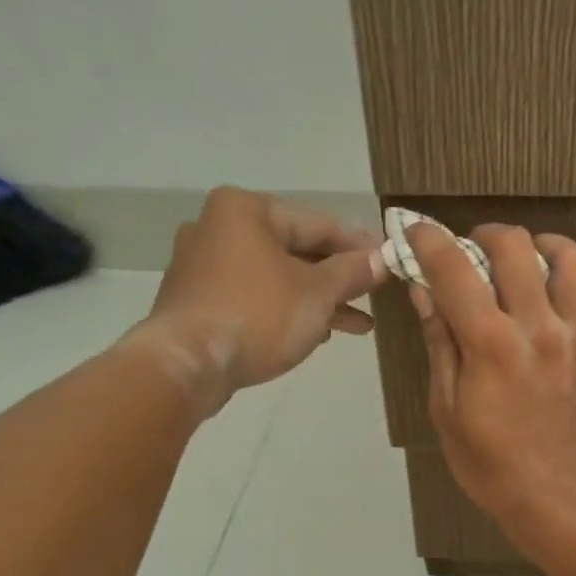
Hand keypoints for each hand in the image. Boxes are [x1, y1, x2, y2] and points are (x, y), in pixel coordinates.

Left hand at [125, 187, 386, 408]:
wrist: (187, 364)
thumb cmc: (258, 316)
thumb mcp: (318, 293)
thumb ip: (353, 272)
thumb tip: (382, 258)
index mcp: (246, 211)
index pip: (318, 224)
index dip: (359, 246)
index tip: (388, 261)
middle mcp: (219, 227)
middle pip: (296, 250)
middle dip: (338, 278)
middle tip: (374, 295)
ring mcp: (204, 265)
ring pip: (277, 277)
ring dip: (318, 300)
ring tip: (358, 325)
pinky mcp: (198, 299)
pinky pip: (255, 296)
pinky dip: (286, 310)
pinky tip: (315, 333)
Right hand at [407, 221, 575, 550]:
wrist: (554, 497)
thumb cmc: (489, 462)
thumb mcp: (447, 407)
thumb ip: (440, 342)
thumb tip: (424, 290)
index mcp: (490, 344)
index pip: (454, 269)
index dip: (430, 239)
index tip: (419, 231)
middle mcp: (538, 328)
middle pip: (515, 248)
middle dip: (487, 235)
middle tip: (476, 248)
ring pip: (572, 259)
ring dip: (545, 243)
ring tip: (531, 253)